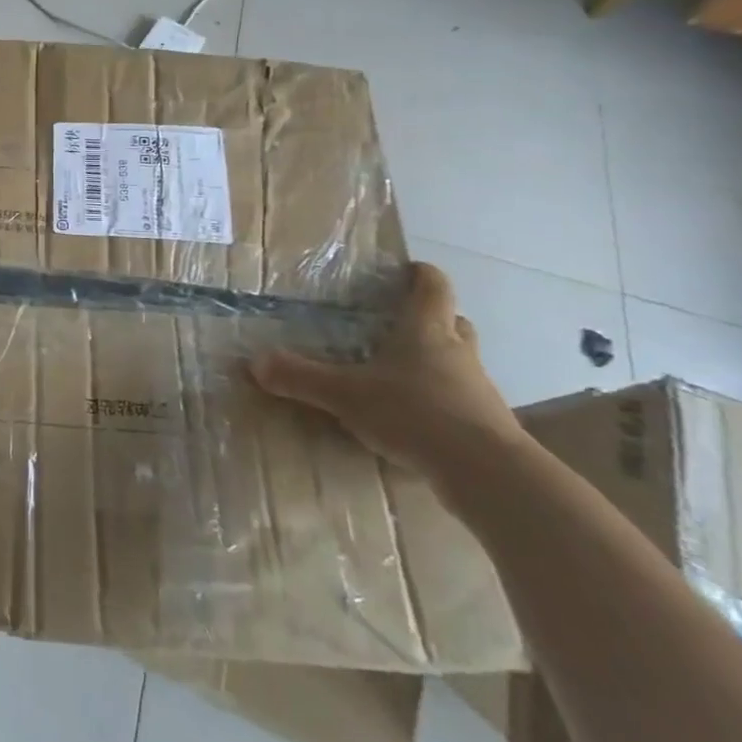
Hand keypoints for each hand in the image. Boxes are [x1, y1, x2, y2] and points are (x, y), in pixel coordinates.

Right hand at [248, 262, 528, 486]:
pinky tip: (414, 417)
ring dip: (436, 361)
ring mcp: (476, 389)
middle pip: (452, 322)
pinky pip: (460, 400)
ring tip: (400, 373)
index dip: (421, 275)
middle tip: (399, 322)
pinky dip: (440, 400)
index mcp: (426, 331)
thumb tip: (254, 363)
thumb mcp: (345, 394)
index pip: (432, 287)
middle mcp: (456, 352)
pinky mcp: (485, 425)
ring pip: (458, 362)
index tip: (408, 269)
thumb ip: (300, 377)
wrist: (486, 472)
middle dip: (431, 318)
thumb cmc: (414, 412)